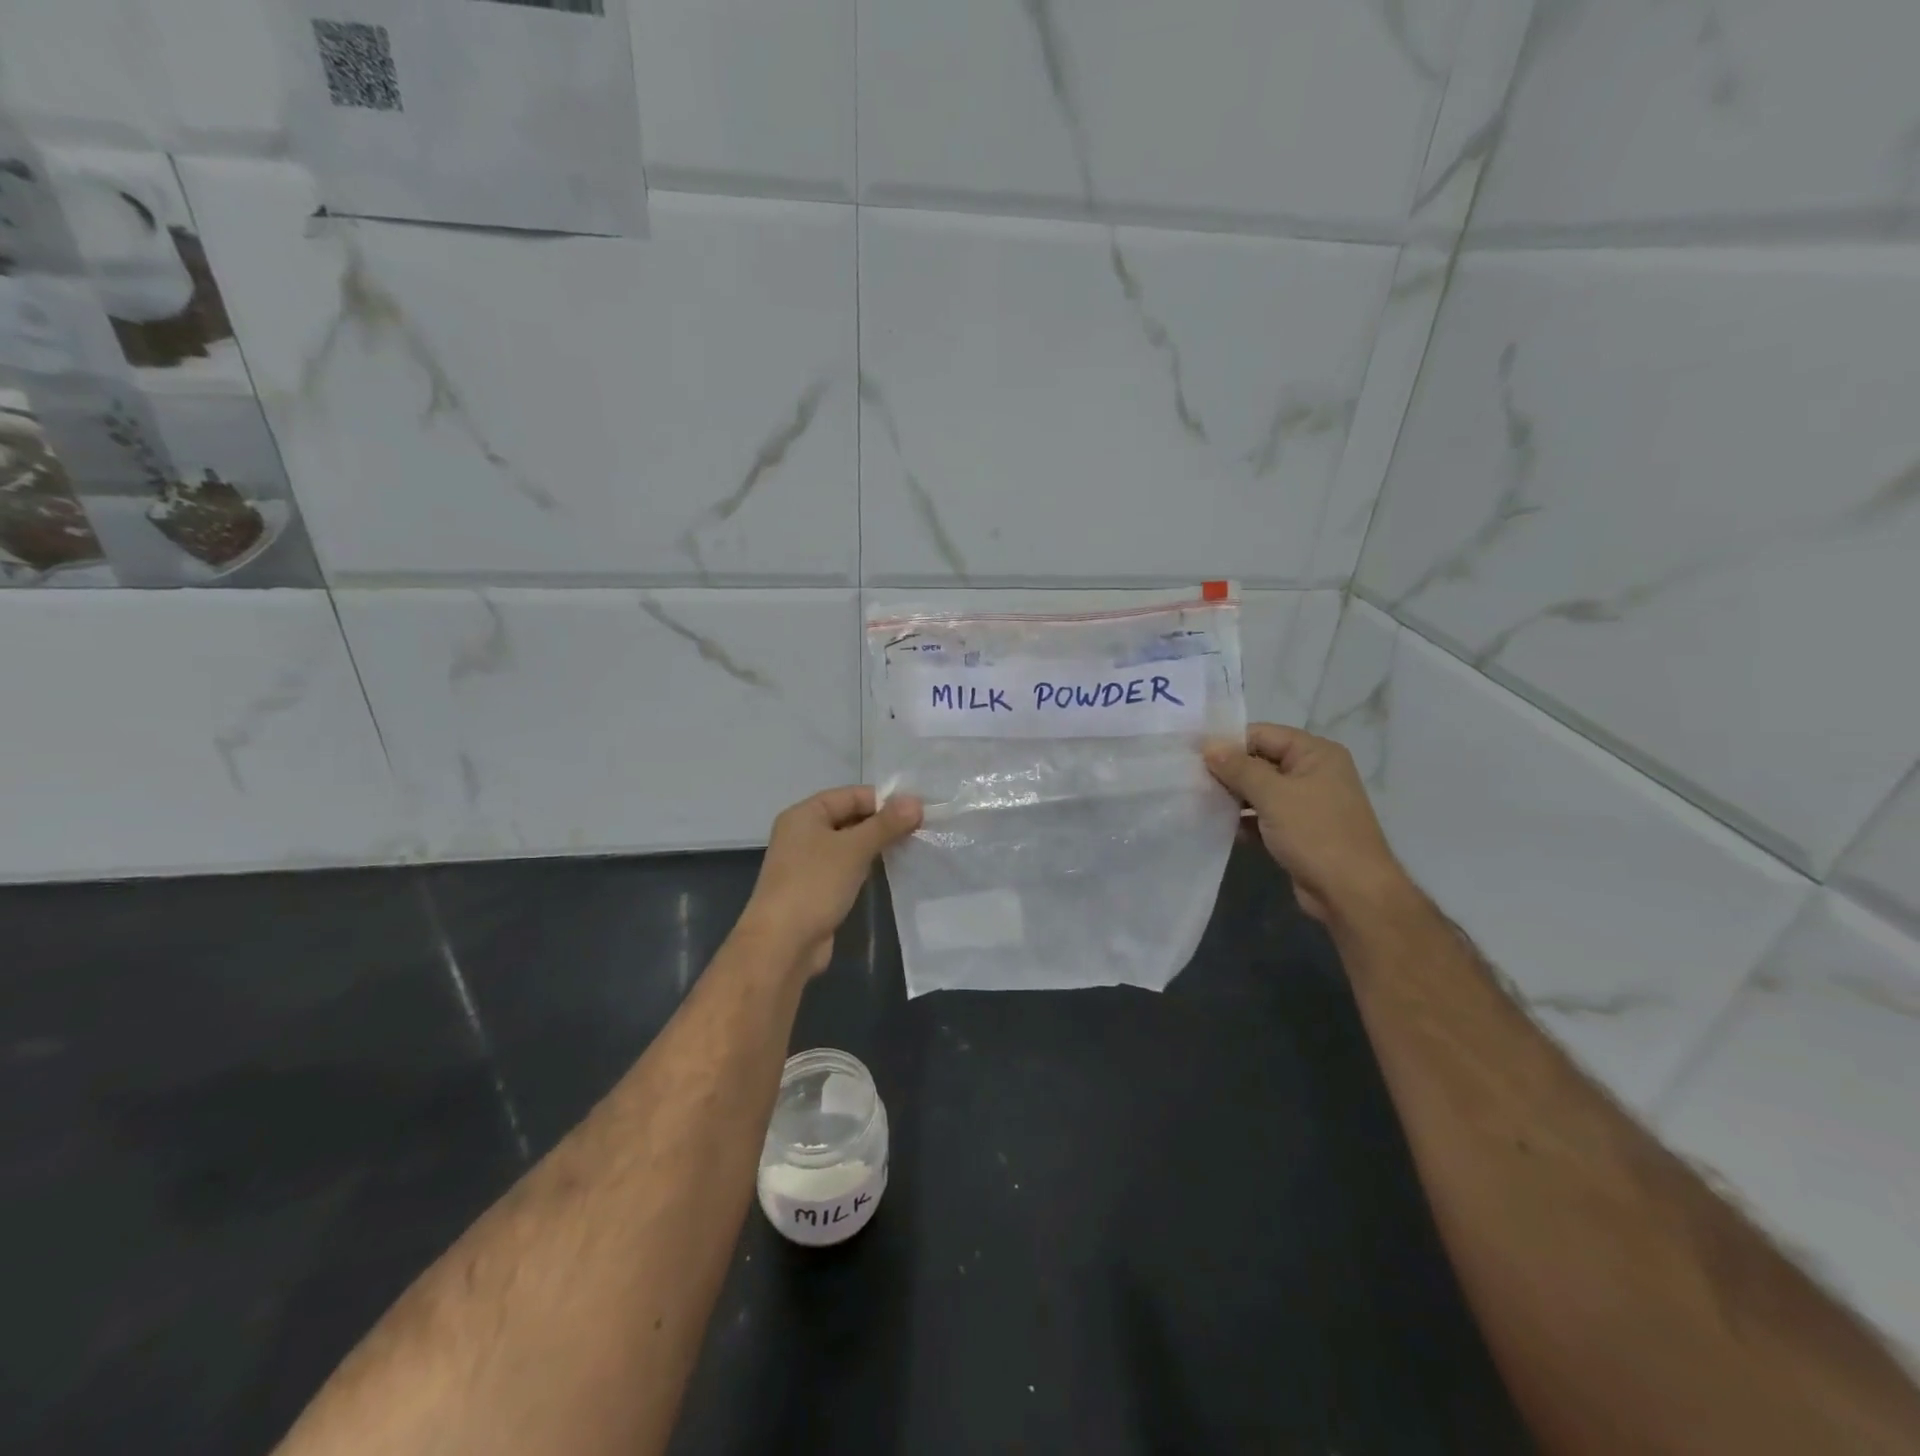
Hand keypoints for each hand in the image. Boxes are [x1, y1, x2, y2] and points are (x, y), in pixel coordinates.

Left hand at [741, 785, 923, 975]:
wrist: (782, 944)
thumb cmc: (815, 885)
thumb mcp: (854, 849)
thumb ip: (886, 824)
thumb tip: (916, 801)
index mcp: (804, 814)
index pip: (851, 795)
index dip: (884, 800)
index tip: (918, 811)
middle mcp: (802, 833)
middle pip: (849, 817)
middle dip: (883, 823)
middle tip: (920, 830)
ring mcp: (807, 863)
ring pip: (849, 844)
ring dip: (877, 845)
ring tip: (911, 847)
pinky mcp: (816, 888)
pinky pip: (846, 867)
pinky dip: (866, 866)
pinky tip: (889, 871)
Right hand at [1205, 724, 1408, 923]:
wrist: (1351, 893)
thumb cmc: (1316, 834)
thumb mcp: (1273, 795)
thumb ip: (1239, 768)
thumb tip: (1209, 745)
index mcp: (1315, 753)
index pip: (1263, 734)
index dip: (1228, 743)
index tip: (1193, 755)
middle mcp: (1313, 773)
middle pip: (1260, 761)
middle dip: (1227, 772)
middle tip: (1191, 780)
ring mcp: (1306, 804)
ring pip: (1259, 791)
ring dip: (1232, 797)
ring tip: (1199, 802)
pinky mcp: (1297, 831)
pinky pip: (1263, 816)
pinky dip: (1244, 820)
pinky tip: (1218, 827)